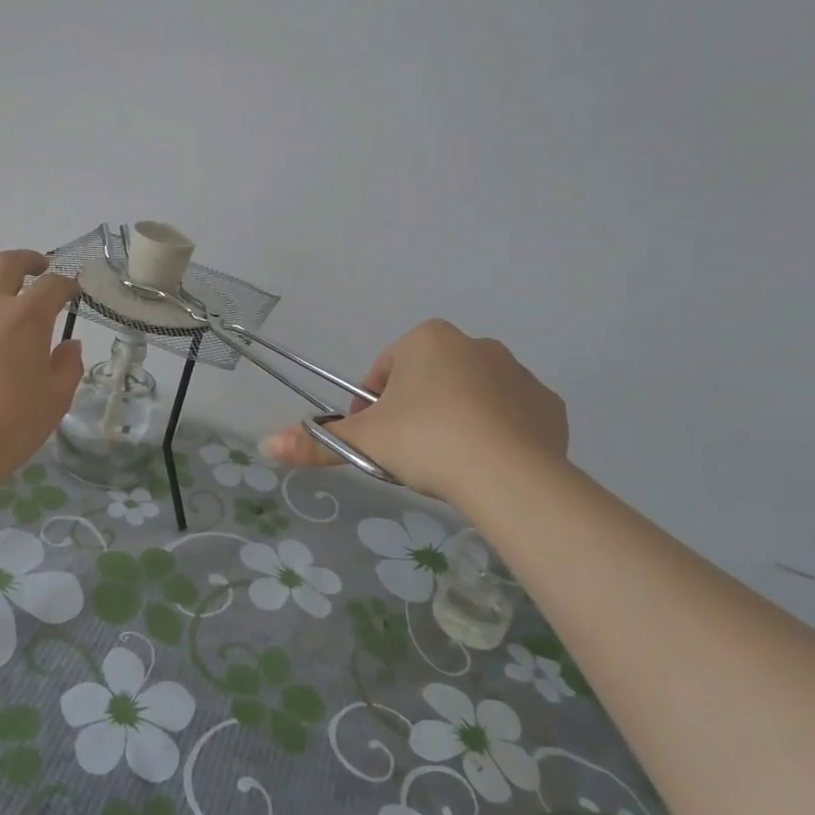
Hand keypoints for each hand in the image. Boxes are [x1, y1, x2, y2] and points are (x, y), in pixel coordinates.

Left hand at [0, 251, 84, 476]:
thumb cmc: (8, 428)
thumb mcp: (55, 401)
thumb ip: (68, 367)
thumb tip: (69, 345)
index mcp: (27, 318)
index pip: (53, 287)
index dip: (67, 285)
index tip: (71, 292)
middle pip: (10, 263)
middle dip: (30, 261)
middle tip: (39, 269)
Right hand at [262, 320, 567, 502]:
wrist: (509, 475)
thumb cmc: (426, 441)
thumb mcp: (364, 442)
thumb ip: (315, 443)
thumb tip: (266, 446)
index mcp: (427, 340)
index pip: (384, 372)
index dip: (371, 408)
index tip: (373, 441)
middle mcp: (475, 344)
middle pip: (428, 381)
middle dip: (415, 412)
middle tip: (408, 455)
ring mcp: (518, 373)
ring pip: (471, 396)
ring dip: (455, 420)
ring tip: (449, 464)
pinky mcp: (548, 405)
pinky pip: (512, 415)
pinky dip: (498, 433)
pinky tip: (489, 464)